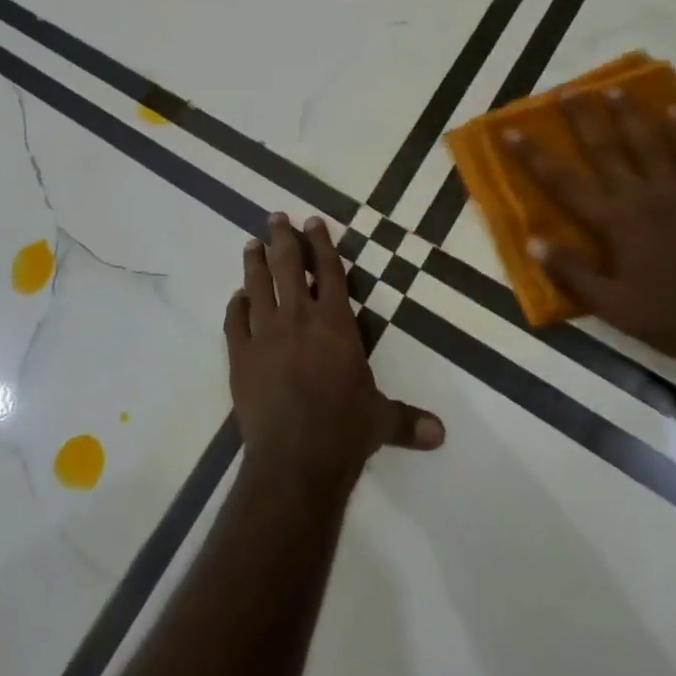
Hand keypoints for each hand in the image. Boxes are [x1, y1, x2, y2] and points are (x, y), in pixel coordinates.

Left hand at [226, 214, 443, 489]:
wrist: (295, 458)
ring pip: (258, 286)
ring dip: (254, 262)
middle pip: (287, 267)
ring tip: (251, 243)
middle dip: (283, 239)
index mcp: (335, 323)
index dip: (321, 244)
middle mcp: (298, 318)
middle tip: (276, 217)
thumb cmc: (344, 431)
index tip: (312, 221)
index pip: (329, 272)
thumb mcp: (380, 421)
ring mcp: (265, 334)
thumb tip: (441, 434)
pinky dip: (236, 307)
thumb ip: (406, 420)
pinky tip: (237, 298)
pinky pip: (235, 322)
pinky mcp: (241, 356)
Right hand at [504, 89, 675, 371]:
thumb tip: (533, 241)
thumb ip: (573, 273)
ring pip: (651, 144)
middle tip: (568, 90)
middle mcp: (643, 197)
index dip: (534, 157)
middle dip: (583, 119)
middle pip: (606, 150)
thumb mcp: (615, 308)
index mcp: (615, 223)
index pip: (564, 183)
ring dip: (630, 115)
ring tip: (615, 89)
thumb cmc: (675, 319)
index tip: (511, 131)